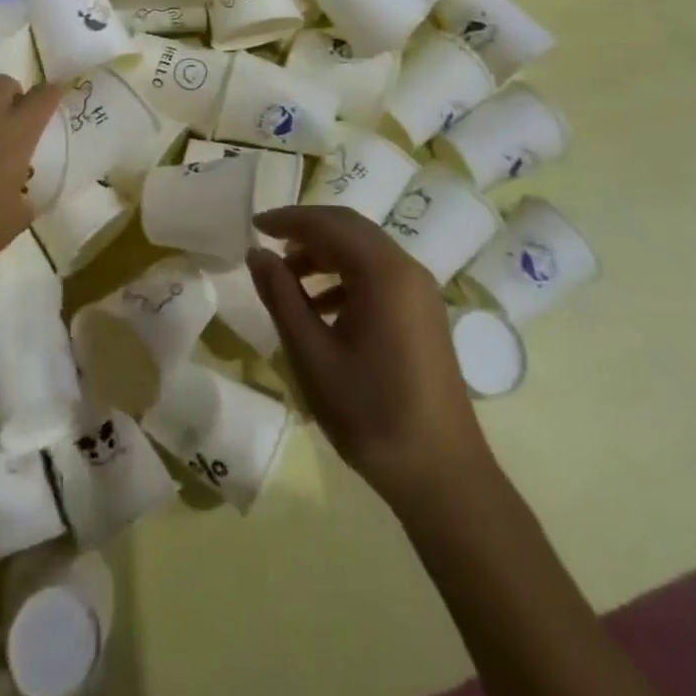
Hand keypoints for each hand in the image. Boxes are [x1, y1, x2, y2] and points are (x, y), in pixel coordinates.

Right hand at [247, 205, 490, 511]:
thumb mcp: (311, 354)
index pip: (328, 224)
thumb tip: (256, 253)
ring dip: (325, 254)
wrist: (441, 475)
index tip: (254, 224)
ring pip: (365, 250)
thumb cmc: (369, 413)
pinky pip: (379, 274)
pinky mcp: (424, 313)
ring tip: (287, 279)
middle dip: (306, 230)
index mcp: (383, 272)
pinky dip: (346, 276)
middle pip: (350, 229)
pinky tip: (321, 307)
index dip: (288, 219)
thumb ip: (281, 296)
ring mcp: (420, 291)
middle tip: (268, 244)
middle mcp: (407, 269)